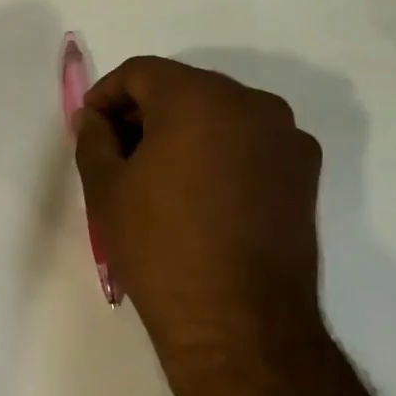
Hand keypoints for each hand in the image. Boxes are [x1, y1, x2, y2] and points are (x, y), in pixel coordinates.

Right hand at [75, 57, 324, 362]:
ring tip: (158, 179)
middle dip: (144, 113)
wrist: (238, 322)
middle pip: (184, 88)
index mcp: (199, 98)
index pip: (142, 72)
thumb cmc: (160, 247)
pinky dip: (219, 153)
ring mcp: (287, 137)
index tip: (90, 130)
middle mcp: (251, 103)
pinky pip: (249, 143)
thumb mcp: (106, 189)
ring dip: (182, 132)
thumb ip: (93, 138)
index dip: (106, 95)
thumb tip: (95, 119)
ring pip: (219, 115)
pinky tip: (200, 196)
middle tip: (117, 154)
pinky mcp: (305, 172)